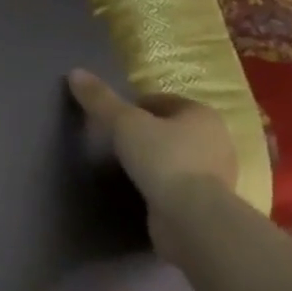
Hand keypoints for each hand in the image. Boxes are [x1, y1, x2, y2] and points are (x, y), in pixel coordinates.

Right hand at [68, 69, 236, 257]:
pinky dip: (162, 185)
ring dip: (155, 160)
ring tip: (124, 168)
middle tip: (114, 143)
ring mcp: (215, 173)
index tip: (111, 120)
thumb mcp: (124, 124)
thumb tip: (75, 72)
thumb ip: (100, 100)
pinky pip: (179, 184)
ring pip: (177, 157)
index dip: (135, 106)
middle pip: (171, 128)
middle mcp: (216, 139)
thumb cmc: (163, 159)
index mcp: (201, 113)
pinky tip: (141, 191)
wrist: (192, 218)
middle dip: (146, 133)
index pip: (162, 101)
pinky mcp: (208, 201)